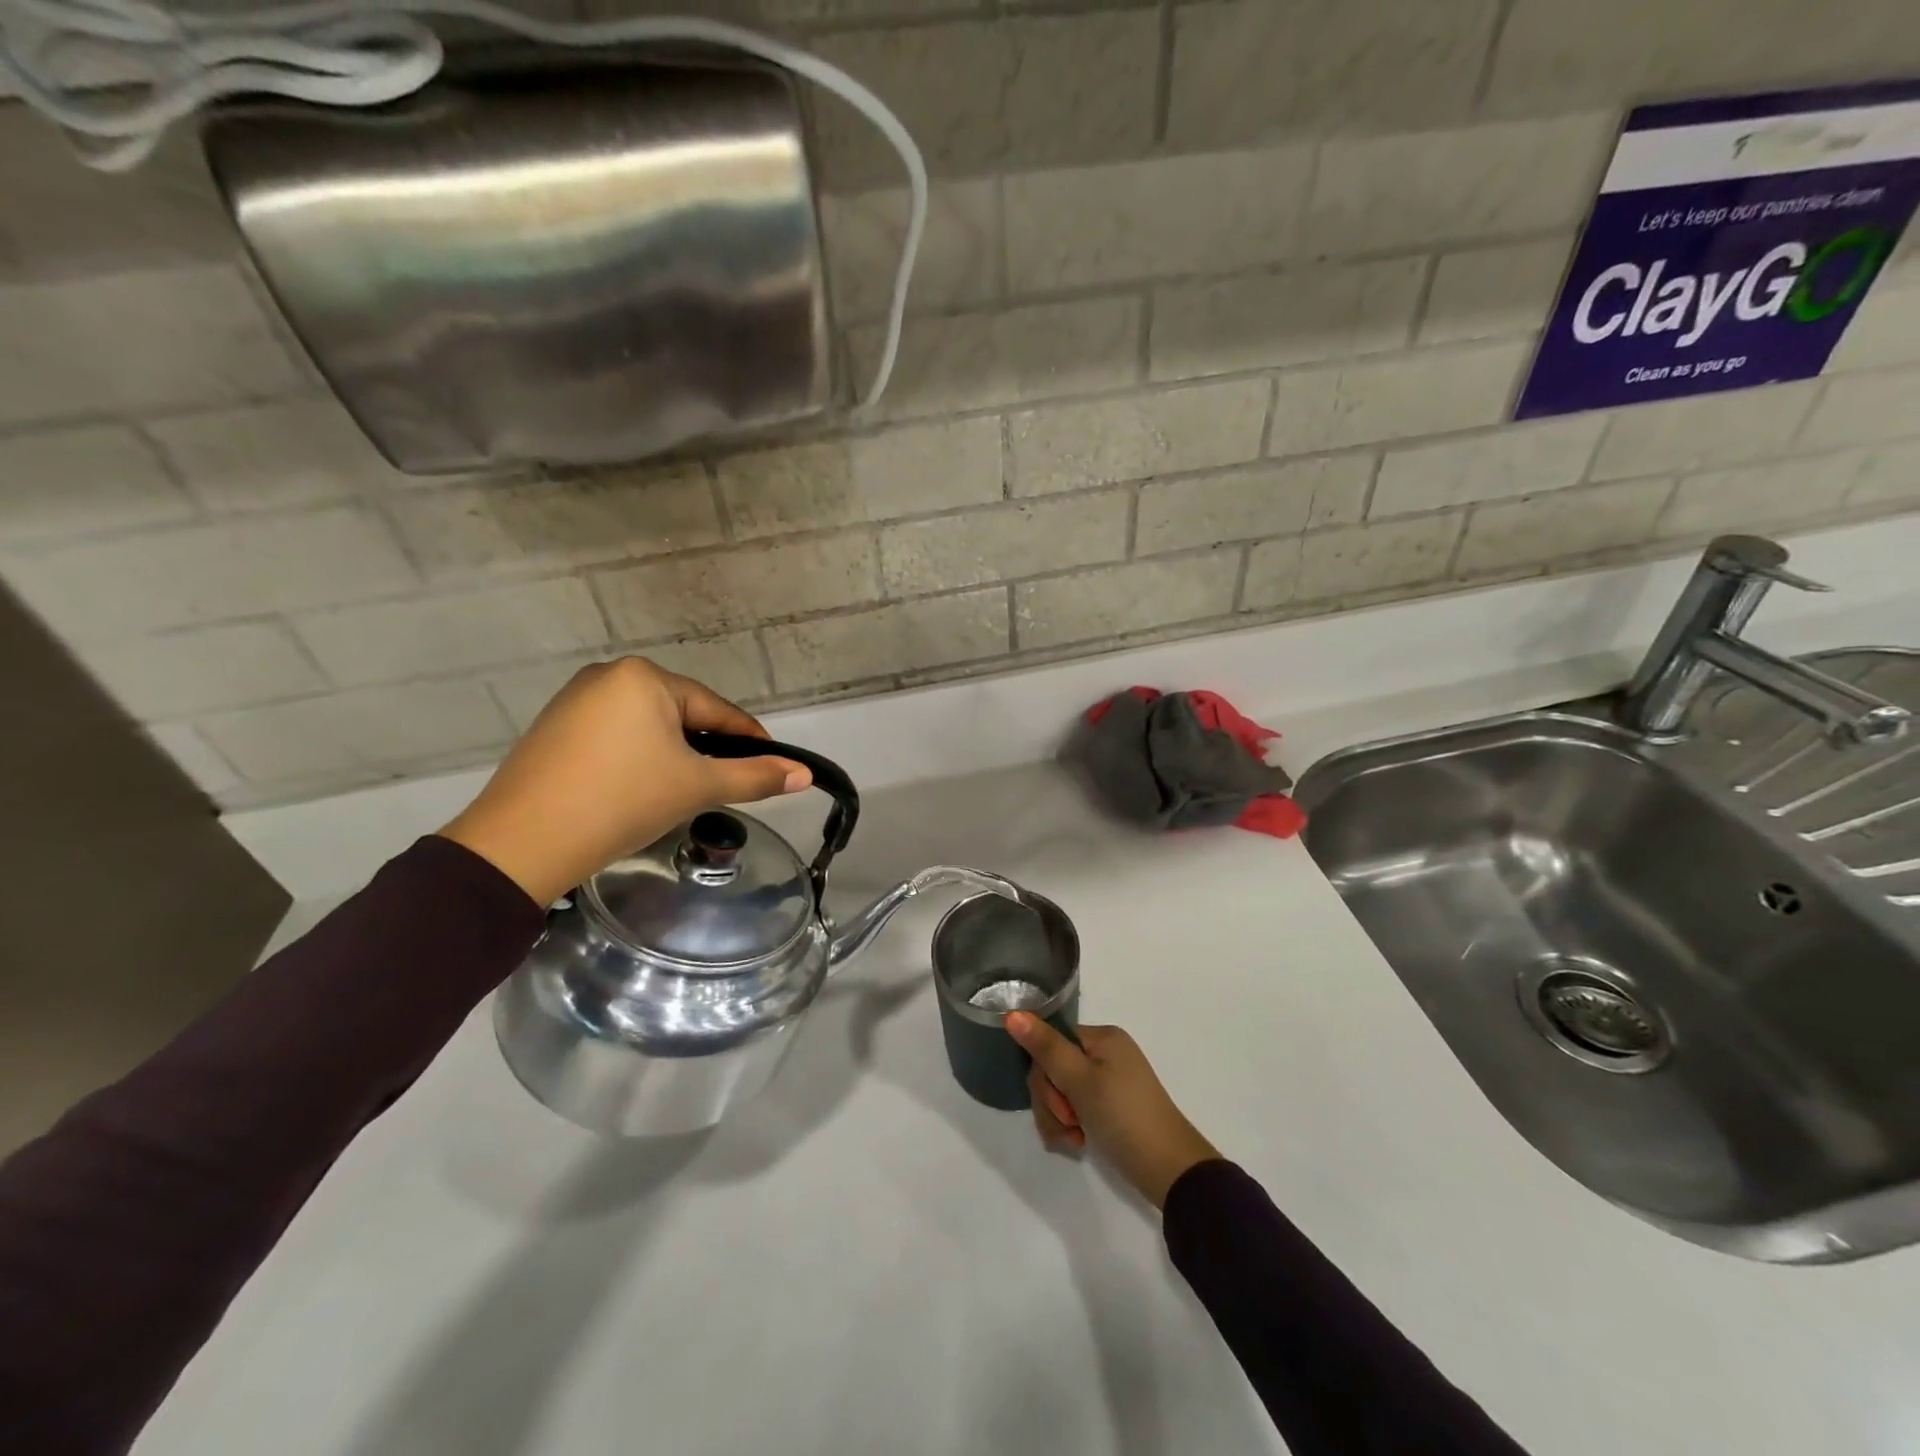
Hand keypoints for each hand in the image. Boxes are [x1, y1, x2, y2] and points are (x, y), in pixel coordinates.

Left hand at [440, 657, 810, 905]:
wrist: (521, 843)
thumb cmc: (623, 801)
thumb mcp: (697, 787)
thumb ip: (755, 777)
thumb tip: (804, 774)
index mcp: (645, 677)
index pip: (716, 710)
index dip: (749, 740)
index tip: (774, 766)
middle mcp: (608, 675)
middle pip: (681, 715)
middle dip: (706, 749)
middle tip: (724, 786)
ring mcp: (575, 700)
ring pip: (648, 726)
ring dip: (673, 755)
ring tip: (683, 792)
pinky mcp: (554, 728)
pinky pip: (615, 736)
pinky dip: (637, 758)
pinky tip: (638, 789)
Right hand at [1006, 1015, 1220, 1208]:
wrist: (1169, 1170)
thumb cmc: (1123, 1116)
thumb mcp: (1080, 1081)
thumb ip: (1045, 1047)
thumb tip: (1012, 1014)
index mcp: (1102, 1038)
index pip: (1052, 1042)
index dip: (1045, 1073)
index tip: (1058, 1100)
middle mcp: (1105, 1054)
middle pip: (1053, 1069)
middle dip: (1052, 1101)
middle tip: (1067, 1123)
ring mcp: (1108, 1082)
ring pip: (1060, 1092)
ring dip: (1058, 1118)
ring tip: (1073, 1140)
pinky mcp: (1109, 1108)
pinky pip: (1075, 1109)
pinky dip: (1070, 1126)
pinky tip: (1078, 1144)